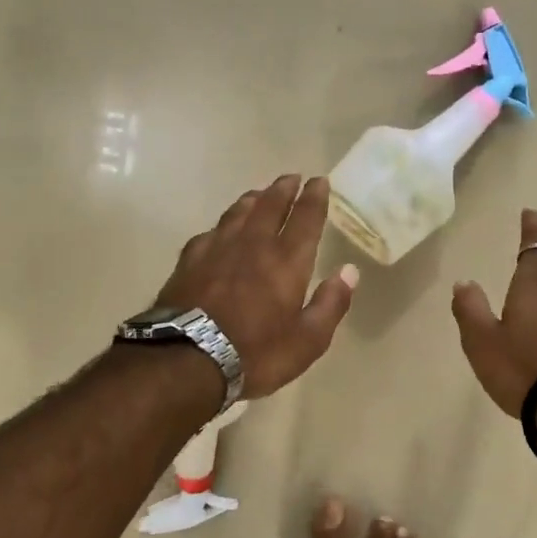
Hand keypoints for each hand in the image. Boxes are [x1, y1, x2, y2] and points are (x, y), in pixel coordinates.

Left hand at [154, 174, 358, 398]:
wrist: (187, 359)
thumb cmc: (256, 354)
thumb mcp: (307, 341)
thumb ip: (330, 304)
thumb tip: (349, 271)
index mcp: (286, 261)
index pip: (305, 219)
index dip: (314, 198)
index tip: (319, 181)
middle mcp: (253, 245)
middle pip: (270, 206)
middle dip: (284, 190)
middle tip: (292, 178)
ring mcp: (217, 249)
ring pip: (238, 213)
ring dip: (253, 199)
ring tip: (260, 194)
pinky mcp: (189, 261)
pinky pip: (211, 232)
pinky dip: (223, 225)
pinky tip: (221, 229)